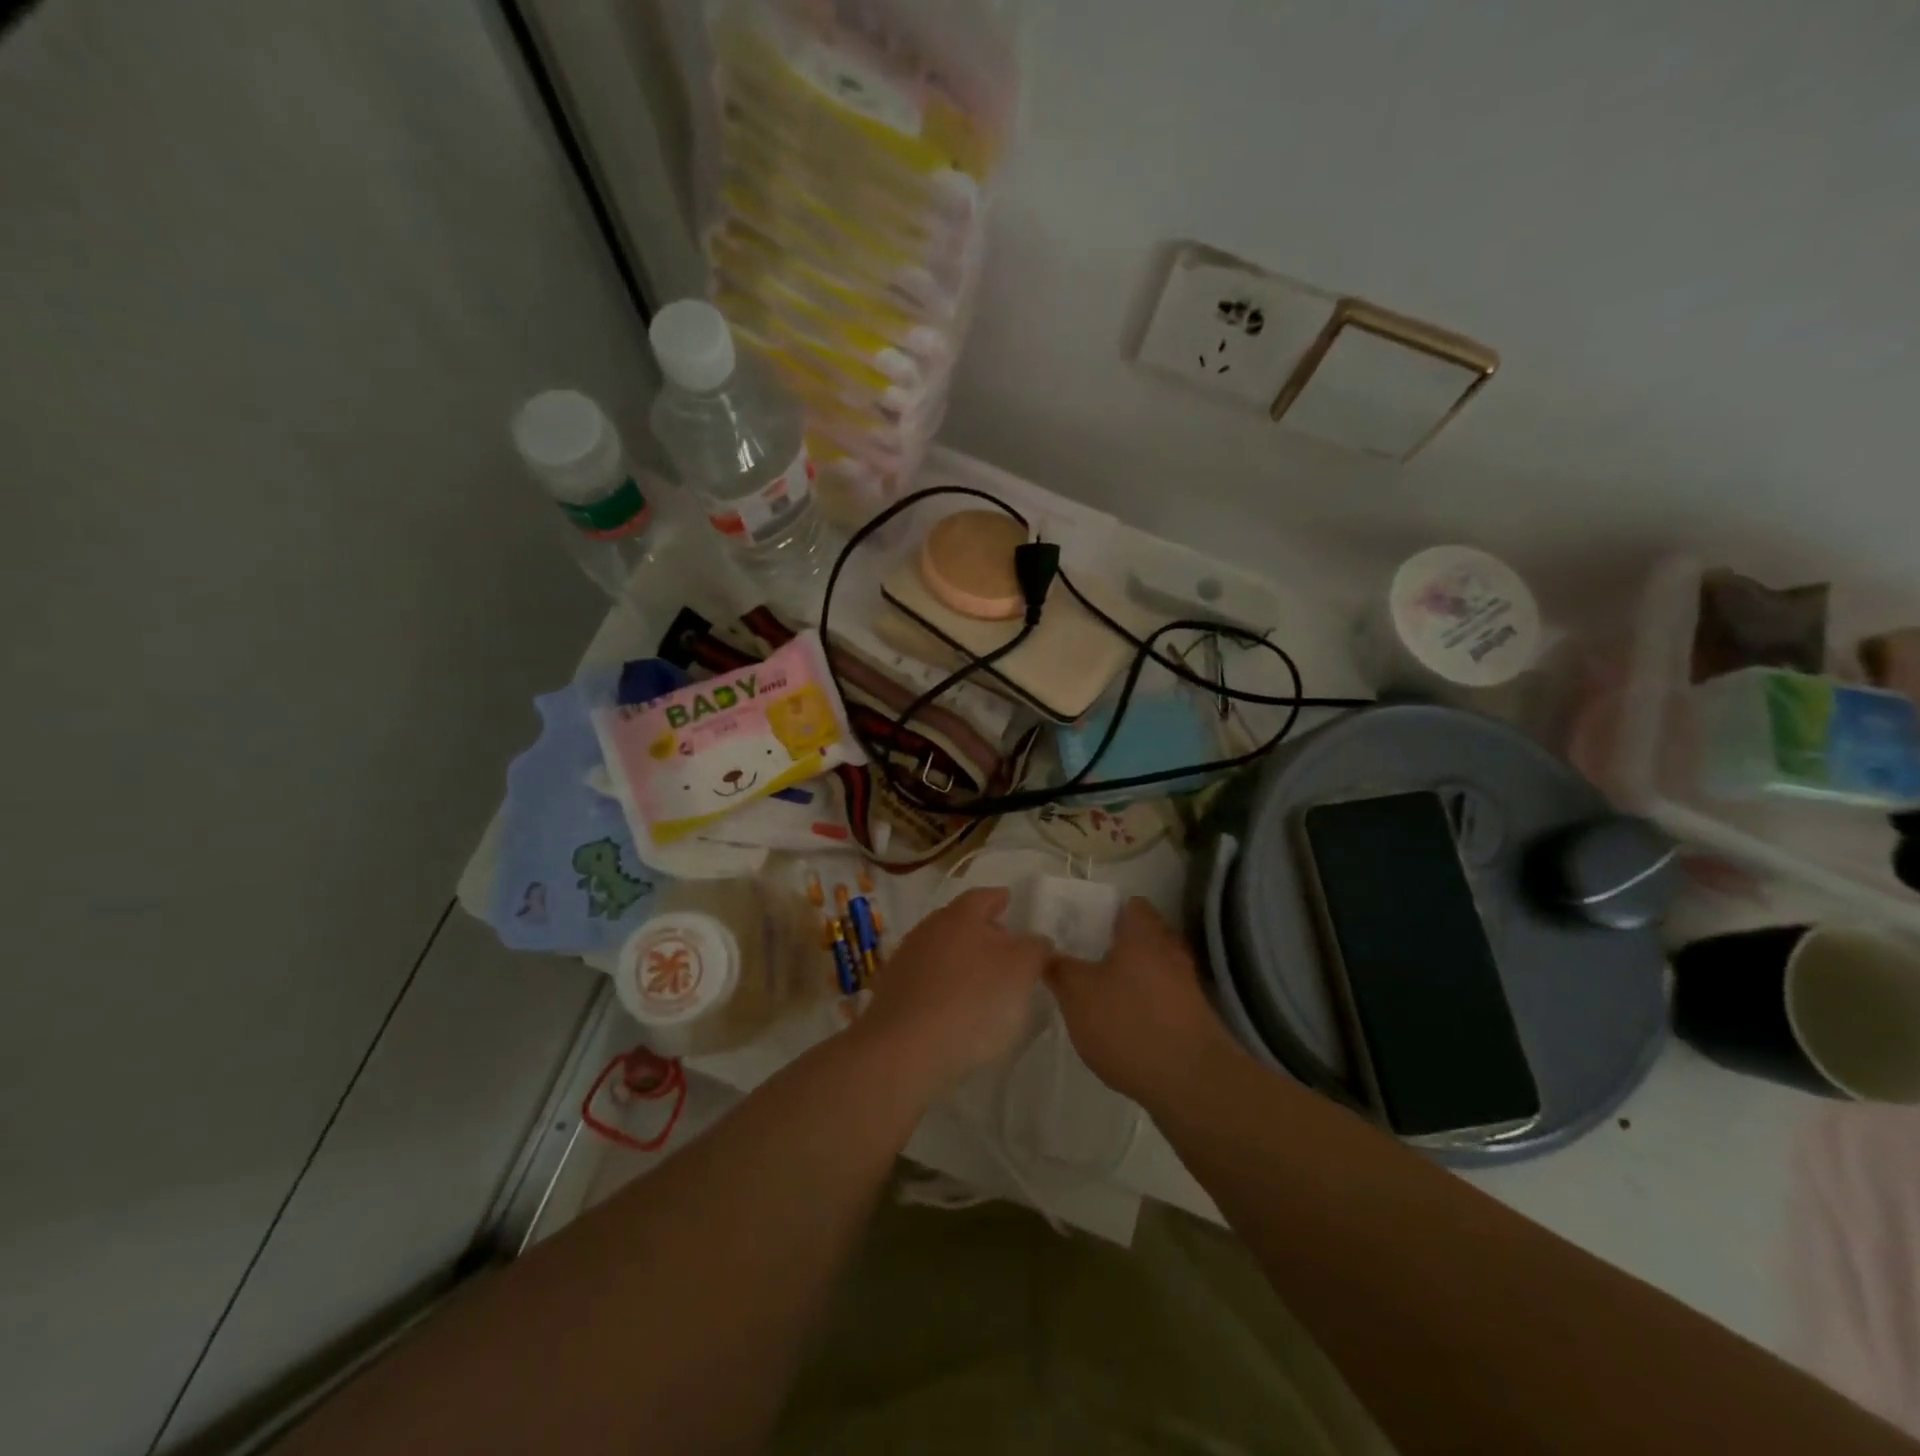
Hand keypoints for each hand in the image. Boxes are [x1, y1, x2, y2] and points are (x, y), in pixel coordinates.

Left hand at [855, 887, 1050, 1095]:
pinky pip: (926, 979)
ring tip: (982, 980)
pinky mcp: (892, 992)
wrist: (905, 1049)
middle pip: (959, 921)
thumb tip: (1036, 941)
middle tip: (1003, 944)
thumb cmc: (971, 1002)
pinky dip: (943, 984)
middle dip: (981, 930)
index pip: (982, 897)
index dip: (998, 898)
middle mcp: (929, 930)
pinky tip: (955, 1005)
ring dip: (961, 959)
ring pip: (941, 950)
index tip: (1009, 900)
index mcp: (960, 917)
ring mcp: (906, 960)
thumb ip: (1034, 949)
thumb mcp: (1020, 972)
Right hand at [1047, 897, 1238, 1105]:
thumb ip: (1059, 968)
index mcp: (1143, 933)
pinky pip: (1162, 997)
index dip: (1103, 911)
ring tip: (1099, 995)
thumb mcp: (1077, 994)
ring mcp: (1187, 984)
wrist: (1190, 1082)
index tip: (1079, 926)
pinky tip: (1122, 1024)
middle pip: (1141, 936)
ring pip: (1152, 967)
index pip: (1128, 904)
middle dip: (1115, 946)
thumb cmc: (1128, 1023)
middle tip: (1083, 959)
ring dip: (1130, 977)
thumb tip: (1047, 952)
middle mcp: (1170, 950)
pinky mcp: (1193, 1016)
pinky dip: (1143, 1003)